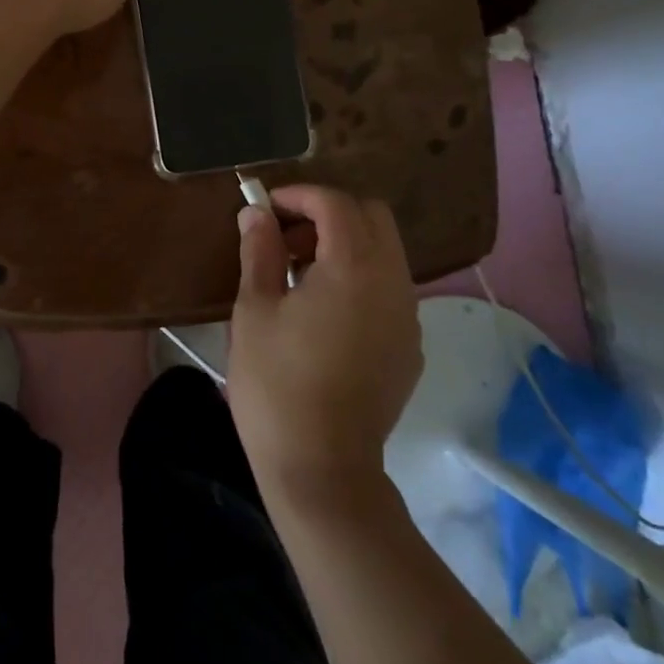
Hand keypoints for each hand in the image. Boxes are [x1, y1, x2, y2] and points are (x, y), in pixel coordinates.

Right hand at [229, 186, 423, 497]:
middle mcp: (393, 282)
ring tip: (300, 275)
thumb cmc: (276, 384)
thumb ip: (259, 250)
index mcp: (354, 267)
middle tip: (286, 239)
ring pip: (385, 251)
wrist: (322, 468)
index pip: (336, 203)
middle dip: (328, 213)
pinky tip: (325, 313)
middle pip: (372, 217)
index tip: (266, 208)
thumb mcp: (254, 311)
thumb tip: (255, 213)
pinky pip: (390, 288)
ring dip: (346, 244)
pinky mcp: (410, 346)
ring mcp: (408, 316)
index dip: (299, 195)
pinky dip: (361, 277)